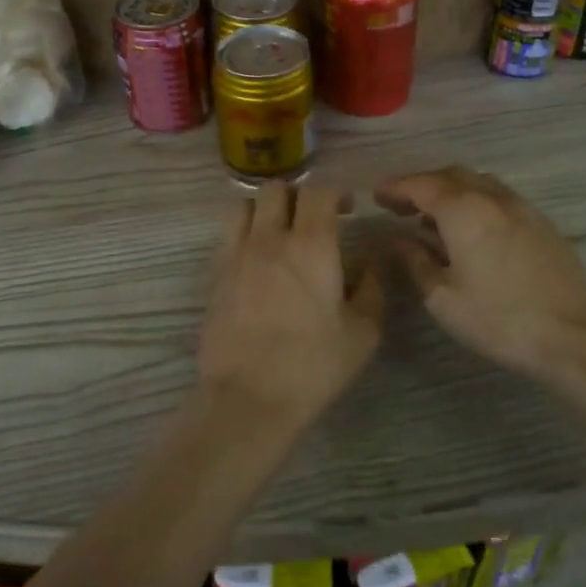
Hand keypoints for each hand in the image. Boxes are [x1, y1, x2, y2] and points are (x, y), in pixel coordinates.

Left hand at [197, 182, 384, 430]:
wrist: (248, 397)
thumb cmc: (313, 365)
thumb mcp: (363, 331)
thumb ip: (371, 286)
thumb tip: (370, 261)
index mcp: (311, 244)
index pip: (318, 191)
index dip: (335, 192)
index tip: (346, 209)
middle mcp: (269, 238)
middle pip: (276, 188)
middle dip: (298, 195)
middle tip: (312, 219)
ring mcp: (235, 255)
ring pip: (244, 206)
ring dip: (265, 210)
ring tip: (279, 233)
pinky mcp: (214, 276)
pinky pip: (227, 236)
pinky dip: (243, 235)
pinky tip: (256, 262)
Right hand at [375, 166, 585, 386]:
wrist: (573, 337)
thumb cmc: (498, 319)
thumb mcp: (442, 297)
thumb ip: (414, 261)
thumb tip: (394, 240)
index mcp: (465, 211)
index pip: (422, 185)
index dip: (396, 187)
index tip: (376, 195)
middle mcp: (494, 198)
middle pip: (451, 175)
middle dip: (422, 184)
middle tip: (399, 205)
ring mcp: (523, 208)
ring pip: (479, 183)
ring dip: (450, 190)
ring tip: (431, 216)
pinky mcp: (542, 224)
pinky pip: (500, 197)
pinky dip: (475, 201)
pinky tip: (470, 229)